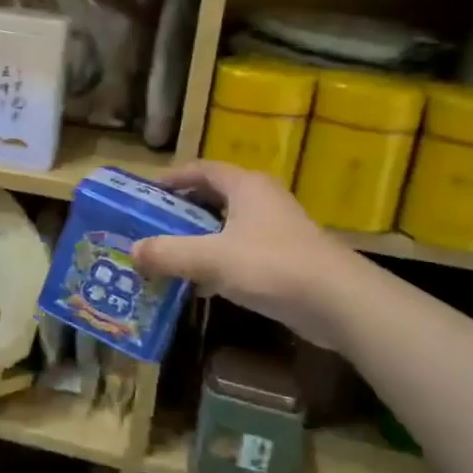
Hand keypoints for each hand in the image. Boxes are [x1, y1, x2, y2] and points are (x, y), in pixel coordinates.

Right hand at [132, 161, 363, 350]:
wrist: (339, 303)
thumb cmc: (272, 266)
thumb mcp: (211, 258)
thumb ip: (169, 253)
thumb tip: (133, 251)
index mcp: (246, 186)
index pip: (202, 169)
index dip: (173, 178)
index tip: (146, 193)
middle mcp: (262, 201)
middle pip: (213, 198)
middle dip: (181, 212)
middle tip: (150, 227)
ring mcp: (276, 230)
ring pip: (226, 228)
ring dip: (198, 240)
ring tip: (166, 255)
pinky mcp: (285, 260)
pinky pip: (240, 253)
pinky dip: (217, 263)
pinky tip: (198, 285)